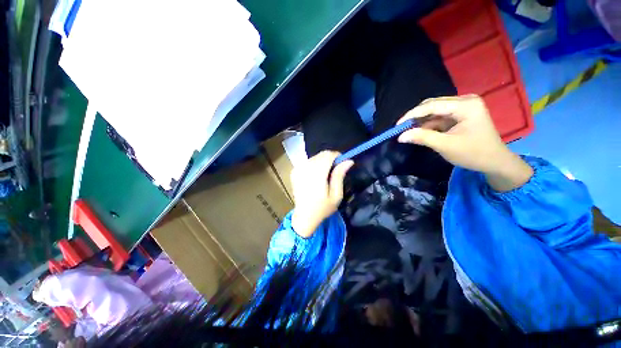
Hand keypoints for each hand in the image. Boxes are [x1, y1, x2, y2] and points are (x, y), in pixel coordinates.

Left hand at [290, 151, 353, 237]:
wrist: (304, 216)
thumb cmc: (322, 208)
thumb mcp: (336, 195)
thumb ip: (340, 176)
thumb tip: (348, 161)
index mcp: (316, 175)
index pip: (328, 155)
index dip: (337, 156)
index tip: (342, 164)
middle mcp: (305, 168)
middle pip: (321, 155)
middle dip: (330, 159)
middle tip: (335, 171)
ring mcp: (298, 169)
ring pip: (315, 157)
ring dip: (322, 162)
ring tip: (326, 175)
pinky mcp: (294, 171)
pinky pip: (308, 161)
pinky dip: (314, 165)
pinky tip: (316, 176)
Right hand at [397, 95, 532, 190]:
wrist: (494, 162)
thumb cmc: (474, 153)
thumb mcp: (446, 146)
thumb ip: (422, 138)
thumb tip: (400, 136)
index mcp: (466, 105)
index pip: (432, 105)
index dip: (412, 115)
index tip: (397, 126)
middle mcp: (464, 101)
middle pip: (432, 105)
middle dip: (415, 117)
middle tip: (401, 129)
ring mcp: (463, 107)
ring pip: (434, 111)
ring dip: (421, 122)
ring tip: (408, 132)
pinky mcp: (460, 115)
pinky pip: (439, 117)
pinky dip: (428, 125)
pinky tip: (420, 132)